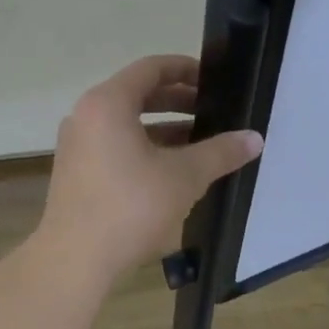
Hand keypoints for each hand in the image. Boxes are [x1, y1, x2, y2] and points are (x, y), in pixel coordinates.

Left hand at [36, 55, 263, 281]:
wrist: (75, 259)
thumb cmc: (130, 207)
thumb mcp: (184, 176)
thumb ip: (220, 152)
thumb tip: (254, 139)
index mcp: (108, 103)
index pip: (150, 69)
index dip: (185, 69)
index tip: (213, 80)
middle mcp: (86, 115)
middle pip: (137, 94)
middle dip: (178, 101)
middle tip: (213, 112)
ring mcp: (76, 144)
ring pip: (126, 123)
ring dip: (163, 128)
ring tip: (200, 143)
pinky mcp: (75, 171)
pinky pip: (114, 144)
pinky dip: (143, 147)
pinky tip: (171, 170)